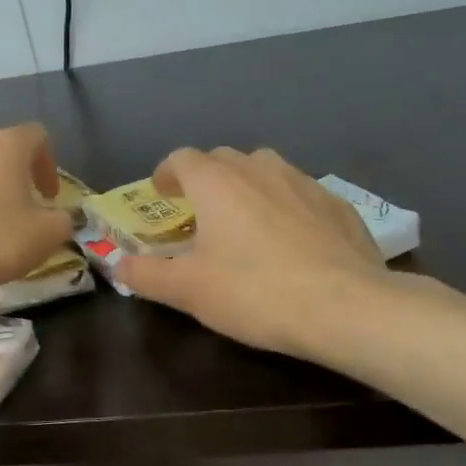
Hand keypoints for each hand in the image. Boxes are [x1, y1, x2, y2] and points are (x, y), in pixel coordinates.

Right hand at [115, 147, 396, 358]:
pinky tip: (292, 240)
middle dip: (205, 178)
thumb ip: (146, 275)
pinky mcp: (339, 204)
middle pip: (223, 159)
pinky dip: (285, 205)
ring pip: (265, 170)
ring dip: (247, 186)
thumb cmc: (255, 292)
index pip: (182, 158)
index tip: (161, 195)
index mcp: (217, 183)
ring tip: (245, 220)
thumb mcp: (188, 291)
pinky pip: (300, 193)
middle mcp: (259, 169)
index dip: (166, 173)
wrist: (347, 307)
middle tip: (199, 212)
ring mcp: (304, 182)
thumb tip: (118, 266)